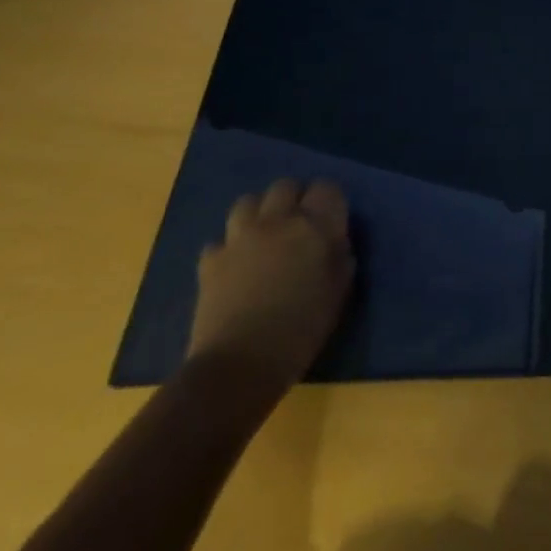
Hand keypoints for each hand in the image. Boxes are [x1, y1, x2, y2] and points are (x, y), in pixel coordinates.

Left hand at [188, 179, 355, 393]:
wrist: (241, 363)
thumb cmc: (302, 329)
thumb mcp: (338, 293)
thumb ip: (340, 258)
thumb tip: (336, 243)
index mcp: (313, 226)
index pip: (326, 188)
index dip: (329, 200)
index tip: (331, 218)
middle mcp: (277, 221)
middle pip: (284, 187)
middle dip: (293, 198)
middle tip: (298, 223)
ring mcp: (239, 238)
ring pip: (247, 202)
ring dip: (258, 213)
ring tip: (264, 236)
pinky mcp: (211, 260)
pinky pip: (220, 241)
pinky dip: (229, 248)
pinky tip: (235, 266)